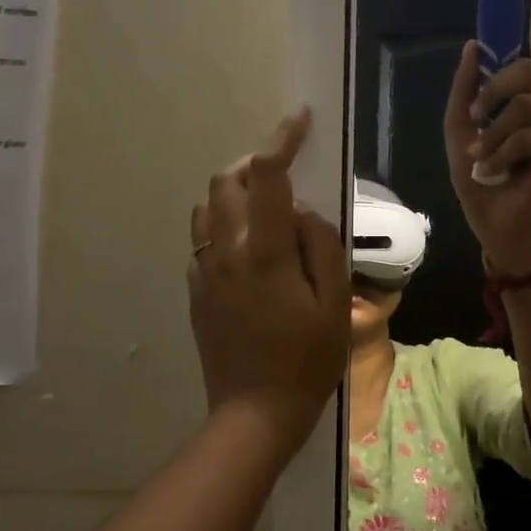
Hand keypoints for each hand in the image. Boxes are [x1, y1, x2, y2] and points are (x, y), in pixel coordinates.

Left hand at [189, 108, 349, 452]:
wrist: (254, 412)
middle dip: (253, 163)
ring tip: (265, 208)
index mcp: (264, 252)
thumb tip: (302, 211)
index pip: (268, 176)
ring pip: (207, 207)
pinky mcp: (196, 291)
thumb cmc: (306, 360)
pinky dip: (224, 225)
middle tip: (283, 173)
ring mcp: (204, 271)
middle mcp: (226, 252)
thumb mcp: (334, 304)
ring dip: (234, 193)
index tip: (299, 118)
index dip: (282, 139)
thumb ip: (321, 246)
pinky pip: (203, 239)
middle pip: (226, 181)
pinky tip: (249, 249)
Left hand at [443, 41, 530, 274]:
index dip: (491, 66)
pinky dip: (507, 149)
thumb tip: (471, 48)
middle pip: (526, 74)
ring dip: (494, 130)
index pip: (514, 68)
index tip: (475, 57)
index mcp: (522, 109)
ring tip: (480, 158)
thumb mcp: (461, 146)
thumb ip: (461, 103)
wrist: (508, 240)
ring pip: (526, 105)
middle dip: (492, 91)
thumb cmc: (486, 195)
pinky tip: (495, 170)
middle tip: (476, 116)